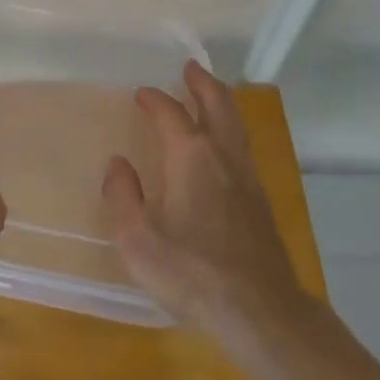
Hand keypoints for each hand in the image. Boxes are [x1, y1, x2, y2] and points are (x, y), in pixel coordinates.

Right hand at [102, 60, 311, 348]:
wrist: (260, 311)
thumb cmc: (190, 271)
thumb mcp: (136, 238)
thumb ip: (122, 195)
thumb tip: (118, 164)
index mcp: (190, 156)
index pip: (170, 113)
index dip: (154, 99)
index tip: (142, 94)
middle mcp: (222, 156)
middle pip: (217, 104)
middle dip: (202, 83)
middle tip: (190, 68)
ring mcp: (247, 177)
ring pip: (235, 124)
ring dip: (220, 102)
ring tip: (208, 95)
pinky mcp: (261, 201)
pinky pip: (243, 147)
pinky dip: (230, 129)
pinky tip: (222, 146)